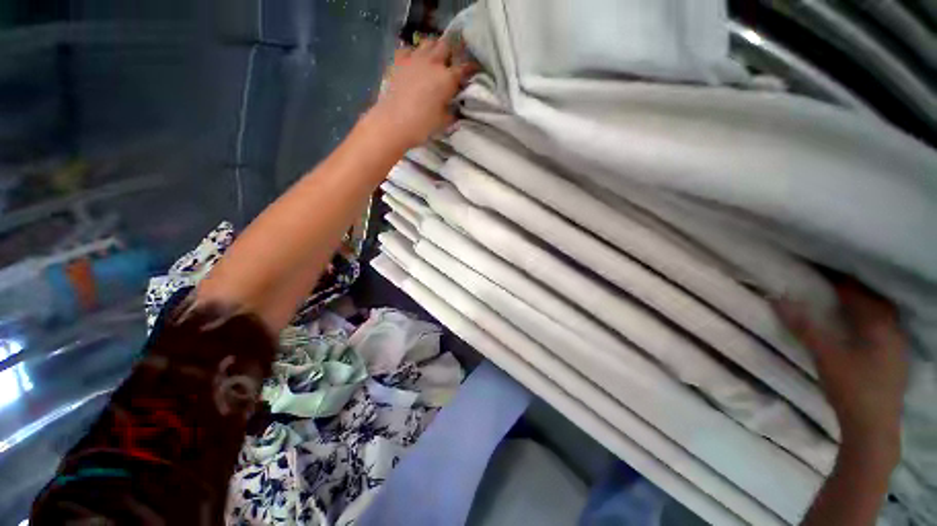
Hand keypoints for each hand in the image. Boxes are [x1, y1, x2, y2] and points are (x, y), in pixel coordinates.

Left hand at [368, 38, 476, 150]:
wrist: (393, 122)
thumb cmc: (422, 125)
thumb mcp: (444, 122)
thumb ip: (452, 112)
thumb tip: (456, 108)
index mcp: (447, 78)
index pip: (465, 68)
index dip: (471, 68)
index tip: (474, 70)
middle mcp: (433, 62)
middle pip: (446, 46)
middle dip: (452, 50)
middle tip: (453, 59)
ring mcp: (414, 58)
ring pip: (428, 43)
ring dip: (434, 48)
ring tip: (435, 57)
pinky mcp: (399, 61)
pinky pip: (409, 49)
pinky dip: (414, 52)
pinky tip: (414, 60)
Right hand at [777, 281, 907, 460]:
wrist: (872, 430)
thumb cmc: (851, 388)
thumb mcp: (824, 356)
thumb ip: (803, 326)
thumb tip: (777, 298)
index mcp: (880, 325)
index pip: (859, 293)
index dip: (838, 281)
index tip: (817, 273)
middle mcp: (894, 331)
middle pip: (875, 302)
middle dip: (853, 292)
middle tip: (828, 287)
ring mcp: (898, 348)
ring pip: (882, 317)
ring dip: (863, 308)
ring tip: (841, 305)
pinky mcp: (896, 361)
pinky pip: (884, 330)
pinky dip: (869, 323)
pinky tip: (857, 331)